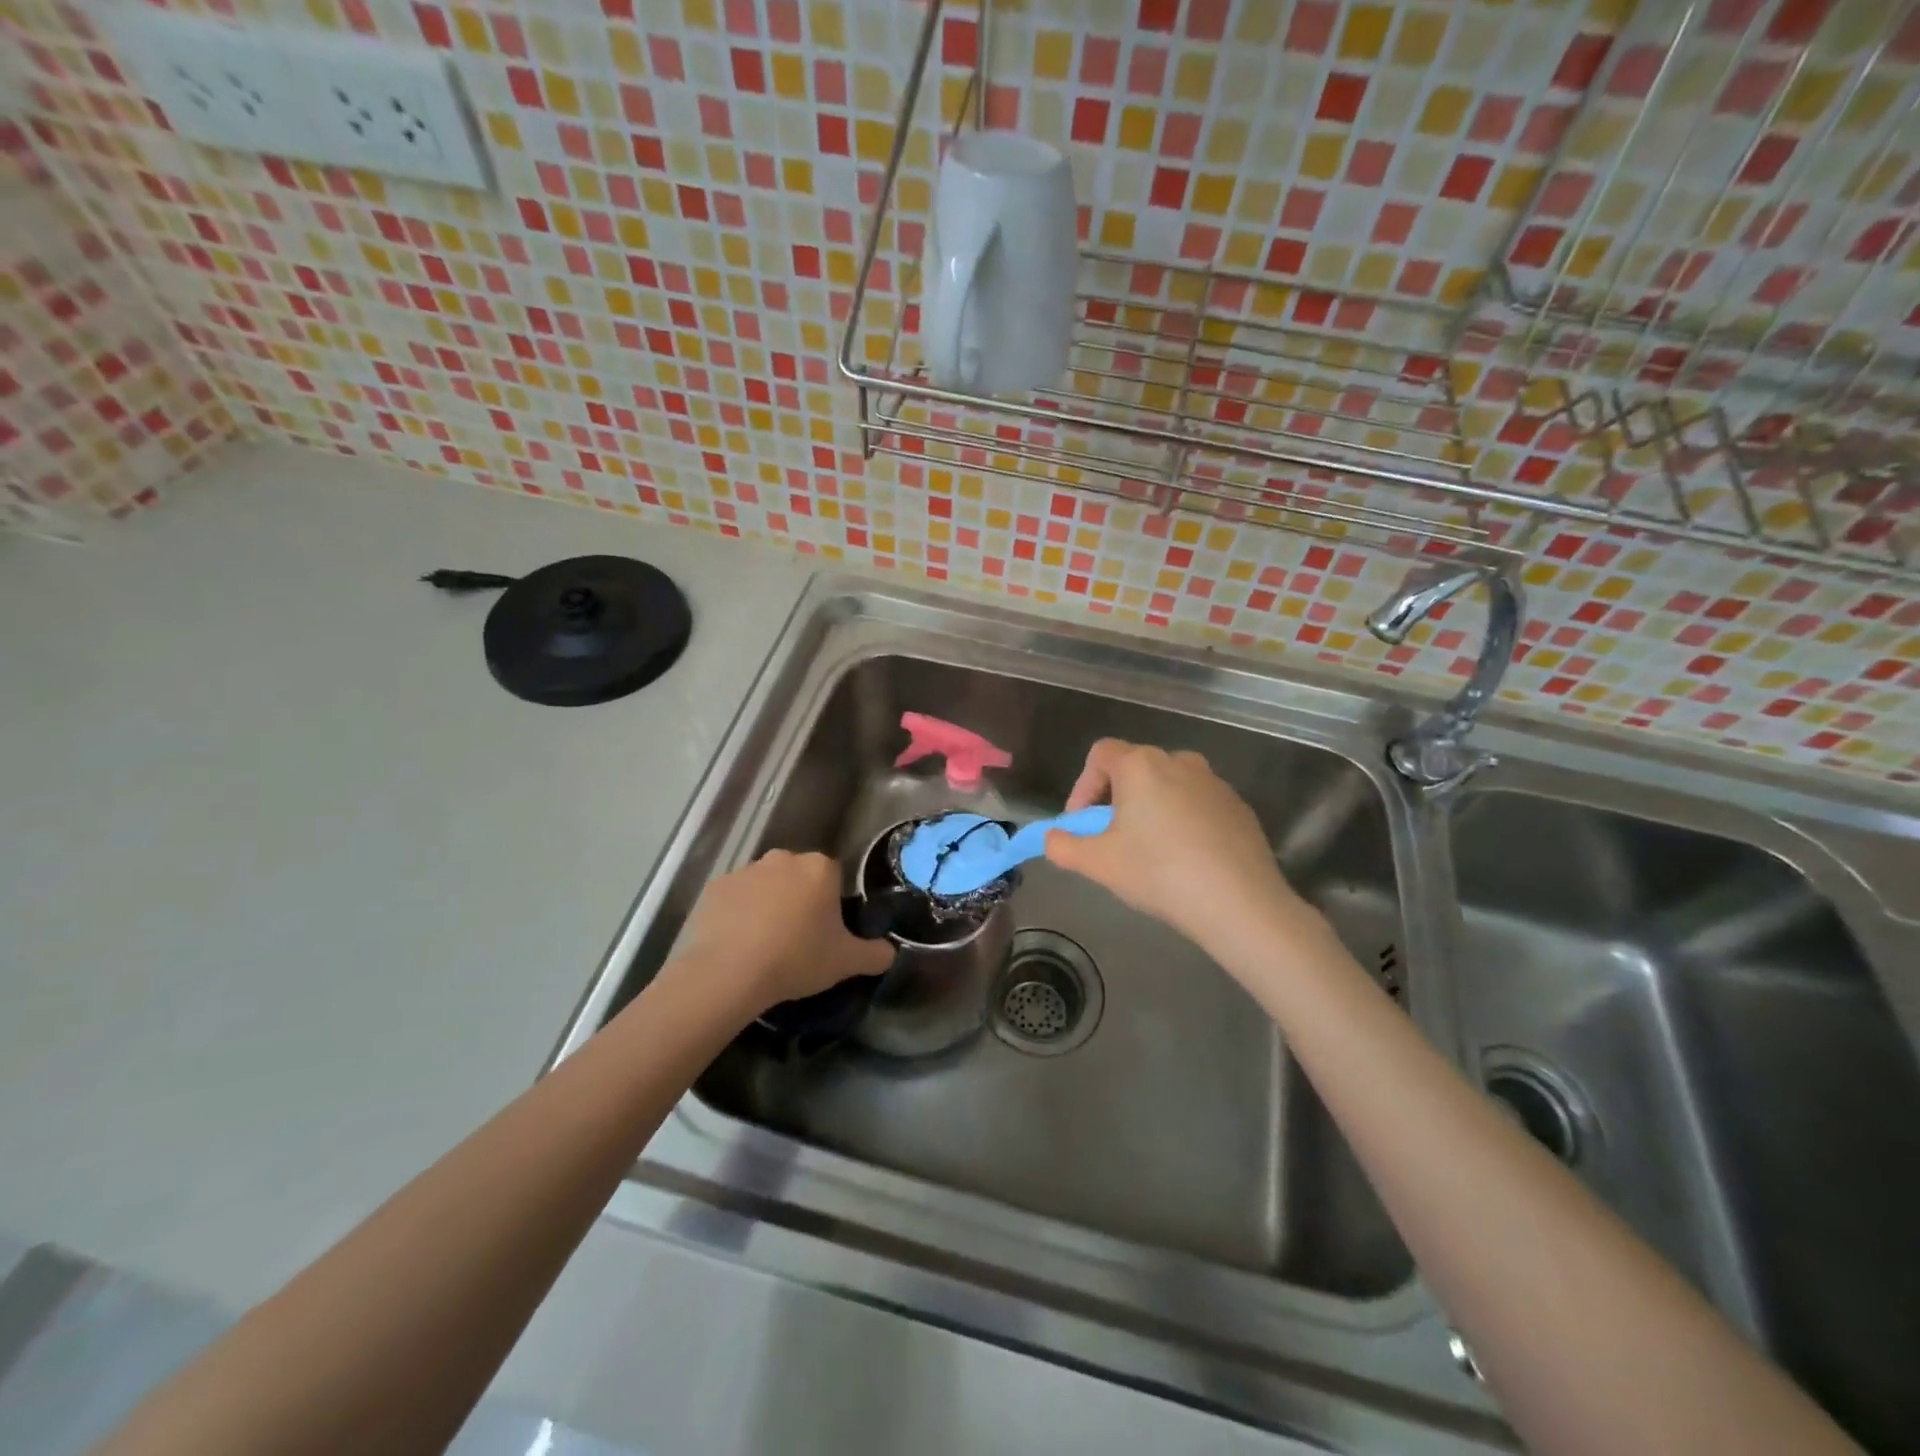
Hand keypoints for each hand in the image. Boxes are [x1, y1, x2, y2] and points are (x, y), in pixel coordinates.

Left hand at [672, 851, 893, 1017]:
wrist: (728, 972)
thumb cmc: (796, 959)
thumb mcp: (846, 962)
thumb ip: (875, 954)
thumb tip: (890, 952)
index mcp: (819, 868)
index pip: (833, 877)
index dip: (830, 903)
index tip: (825, 931)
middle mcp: (783, 859)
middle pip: (798, 876)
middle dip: (799, 899)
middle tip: (797, 939)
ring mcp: (745, 870)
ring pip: (764, 885)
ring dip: (767, 905)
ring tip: (763, 945)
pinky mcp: (714, 887)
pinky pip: (734, 898)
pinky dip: (736, 914)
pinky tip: (736, 944)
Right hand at [1044, 739, 1316, 957]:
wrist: (1239, 902)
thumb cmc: (1159, 873)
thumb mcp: (1098, 864)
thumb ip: (1063, 846)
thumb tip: (1052, 838)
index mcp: (1141, 765)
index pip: (1100, 754)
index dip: (1082, 786)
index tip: (1081, 824)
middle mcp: (1178, 761)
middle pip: (1134, 768)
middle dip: (1114, 799)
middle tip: (1111, 839)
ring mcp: (1213, 782)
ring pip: (1168, 785)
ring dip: (1150, 808)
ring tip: (1148, 850)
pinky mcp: (1238, 806)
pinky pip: (1197, 804)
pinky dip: (1182, 821)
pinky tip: (1185, 859)